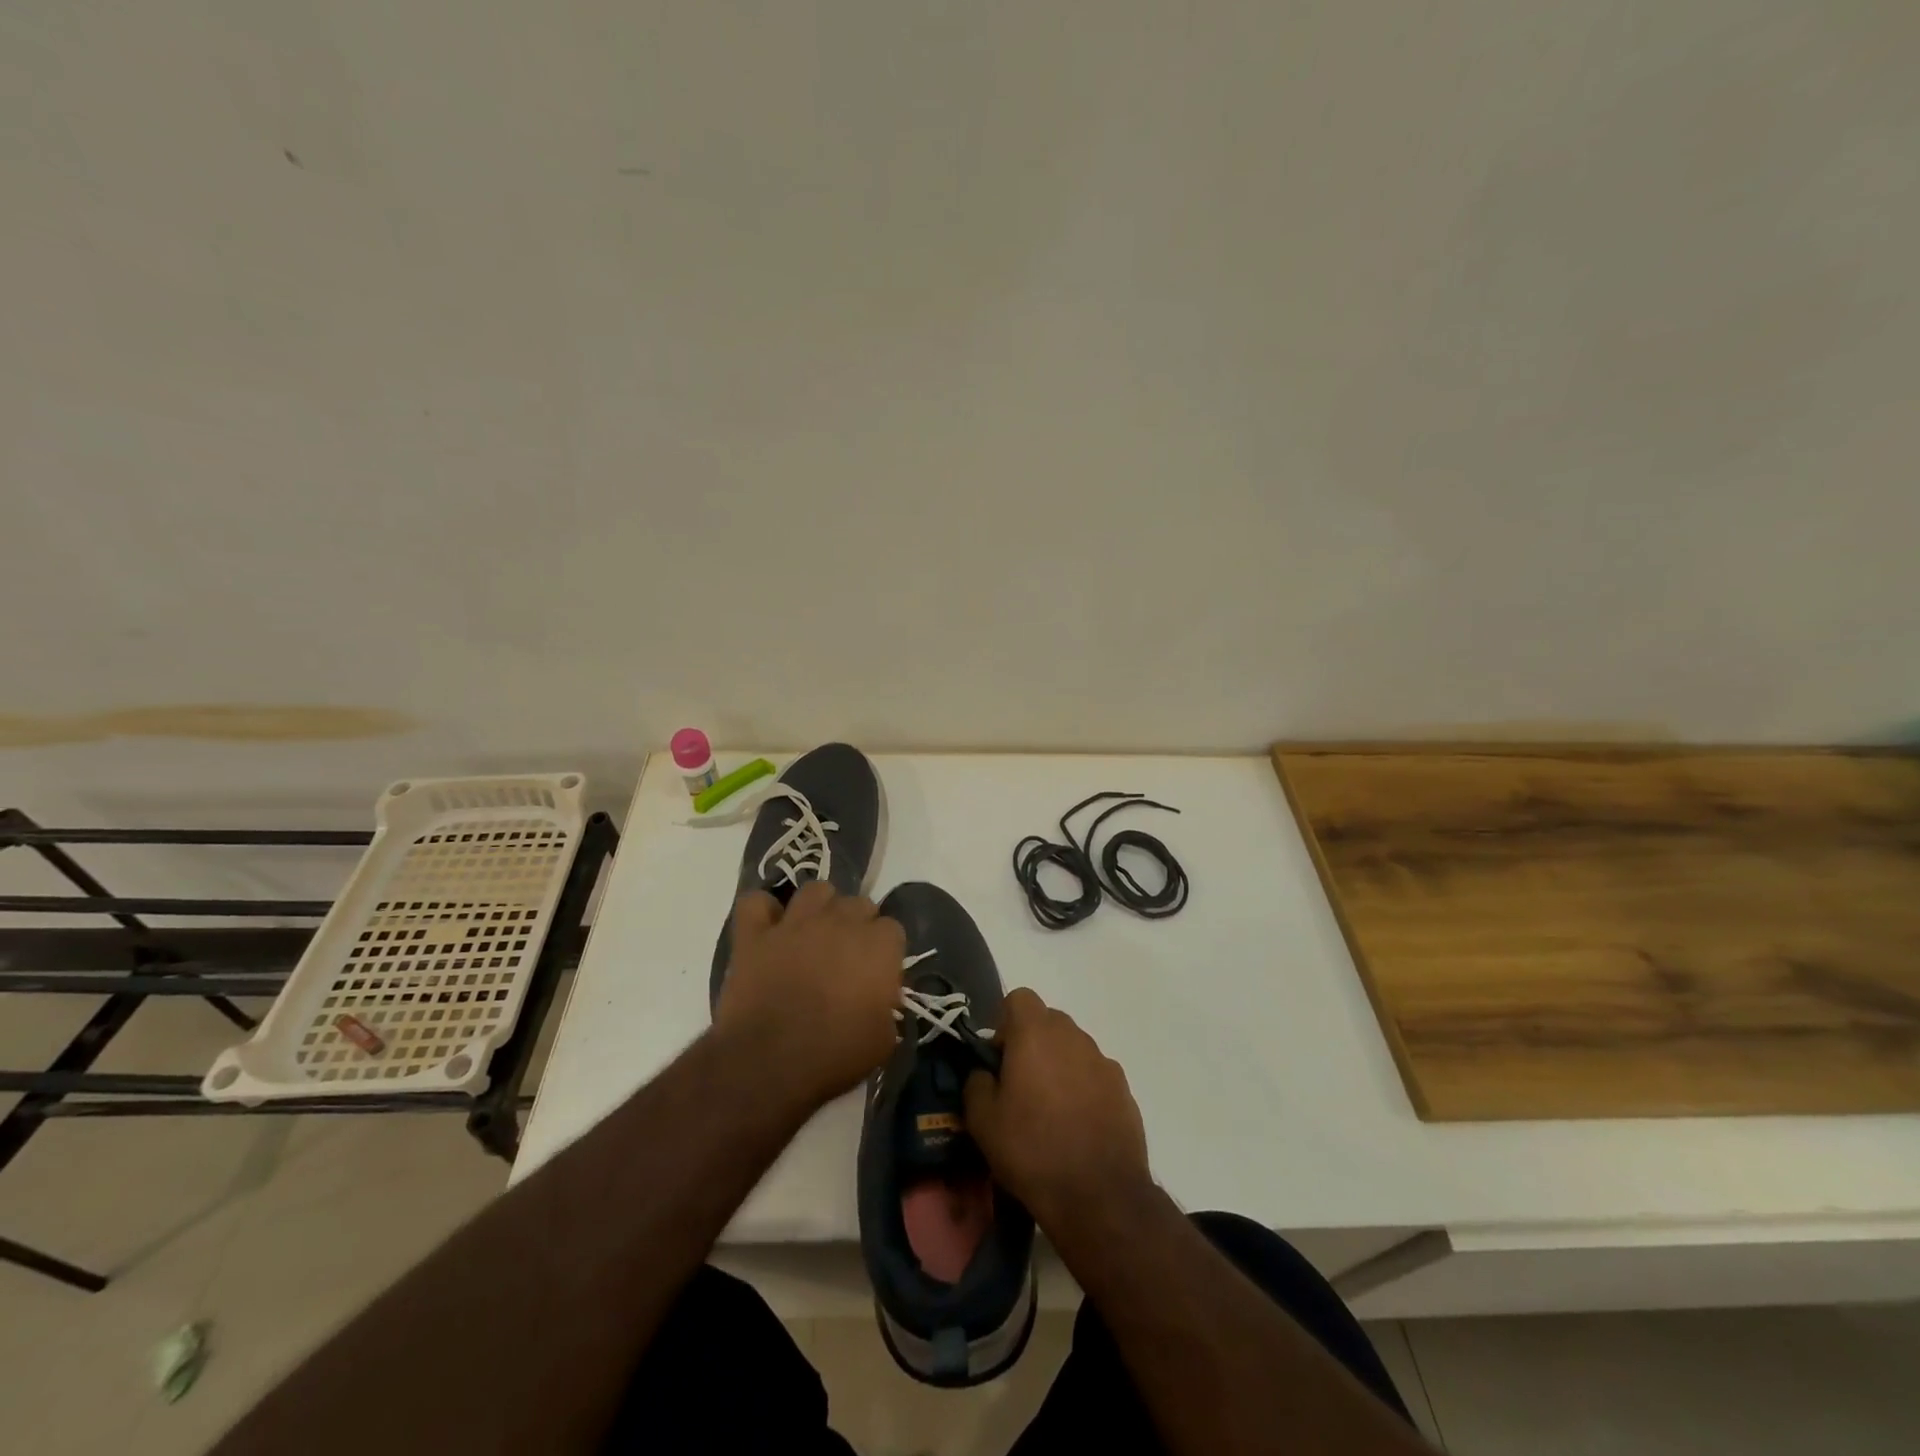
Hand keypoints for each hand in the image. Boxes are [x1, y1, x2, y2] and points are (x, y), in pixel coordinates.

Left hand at [713, 882, 904, 1109]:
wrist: (770, 1062)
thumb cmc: (835, 1054)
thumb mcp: (883, 1040)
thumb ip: (887, 1008)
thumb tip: (881, 1000)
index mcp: (878, 945)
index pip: (893, 929)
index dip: (886, 952)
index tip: (878, 975)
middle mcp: (840, 921)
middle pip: (858, 903)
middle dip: (857, 925)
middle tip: (847, 957)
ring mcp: (795, 923)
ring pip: (814, 890)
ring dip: (819, 907)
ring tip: (814, 932)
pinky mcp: (755, 934)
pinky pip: (755, 902)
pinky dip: (762, 911)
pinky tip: (768, 928)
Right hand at [963, 988, 1151, 1230]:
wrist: (1100, 1195)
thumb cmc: (1032, 1150)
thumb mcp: (982, 1121)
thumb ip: (976, 1083)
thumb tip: (985, 1072)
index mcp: (1035, 1033)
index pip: (1019, 998)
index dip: (1005, 1023)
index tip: (999, 1059)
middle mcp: (1072, 1035)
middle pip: (1047, 1021)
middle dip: (1032, 1043)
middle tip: (1020, 1086)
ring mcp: (1103, 1060)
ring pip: (1072, 1047)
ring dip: (1058, 1065)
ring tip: (1050, 1111)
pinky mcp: (1123, 1088)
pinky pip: (1095, 1074)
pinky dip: (1083, 1087)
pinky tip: (1078, 1126)